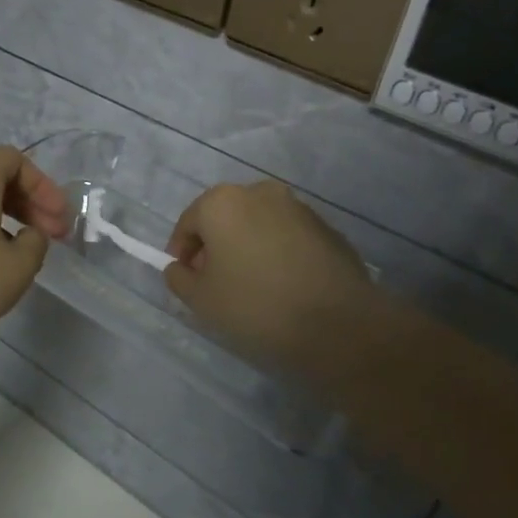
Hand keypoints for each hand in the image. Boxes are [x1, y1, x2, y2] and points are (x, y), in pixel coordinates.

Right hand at [164, 181, 384, 387]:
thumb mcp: (201, 300)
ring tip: (251, 286)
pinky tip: (283, 286)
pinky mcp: (327, 227)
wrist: (338, 324)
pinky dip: (277, 253)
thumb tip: (180, 268)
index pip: (188, 223)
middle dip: (215, 246)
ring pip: (258, 225)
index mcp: (222, 202)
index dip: (181, 252)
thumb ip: (180, 278)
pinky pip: (287, 237)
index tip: (186, 279)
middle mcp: (260, 193)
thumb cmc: (255, 305)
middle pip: (224, 218)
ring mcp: (298, 207)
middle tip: (215, 283)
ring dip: (247, 247)